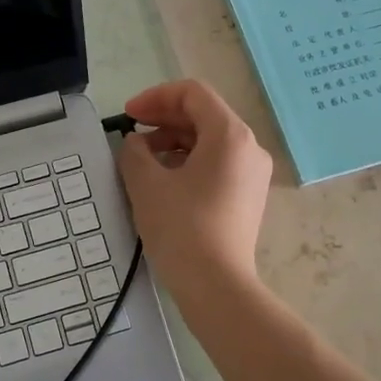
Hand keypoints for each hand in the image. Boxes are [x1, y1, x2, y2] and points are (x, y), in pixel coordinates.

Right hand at [117, 79, 273, 293]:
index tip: (127, 116)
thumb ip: (134, 151)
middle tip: (130, 133)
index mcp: (230, 135)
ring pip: (210, 141)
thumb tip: (136, 144)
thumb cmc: (182, 228)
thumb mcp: (146, 184)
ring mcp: (252, 174)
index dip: (155, 97)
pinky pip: (217, 164)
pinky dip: (189, 161)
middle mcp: (249, 147)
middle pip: (204, 115)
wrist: (217, 286)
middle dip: (163, 119)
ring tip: (143, 160)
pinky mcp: (248, 197)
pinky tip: (163, 181)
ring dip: (173, 141)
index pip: (193, 94)